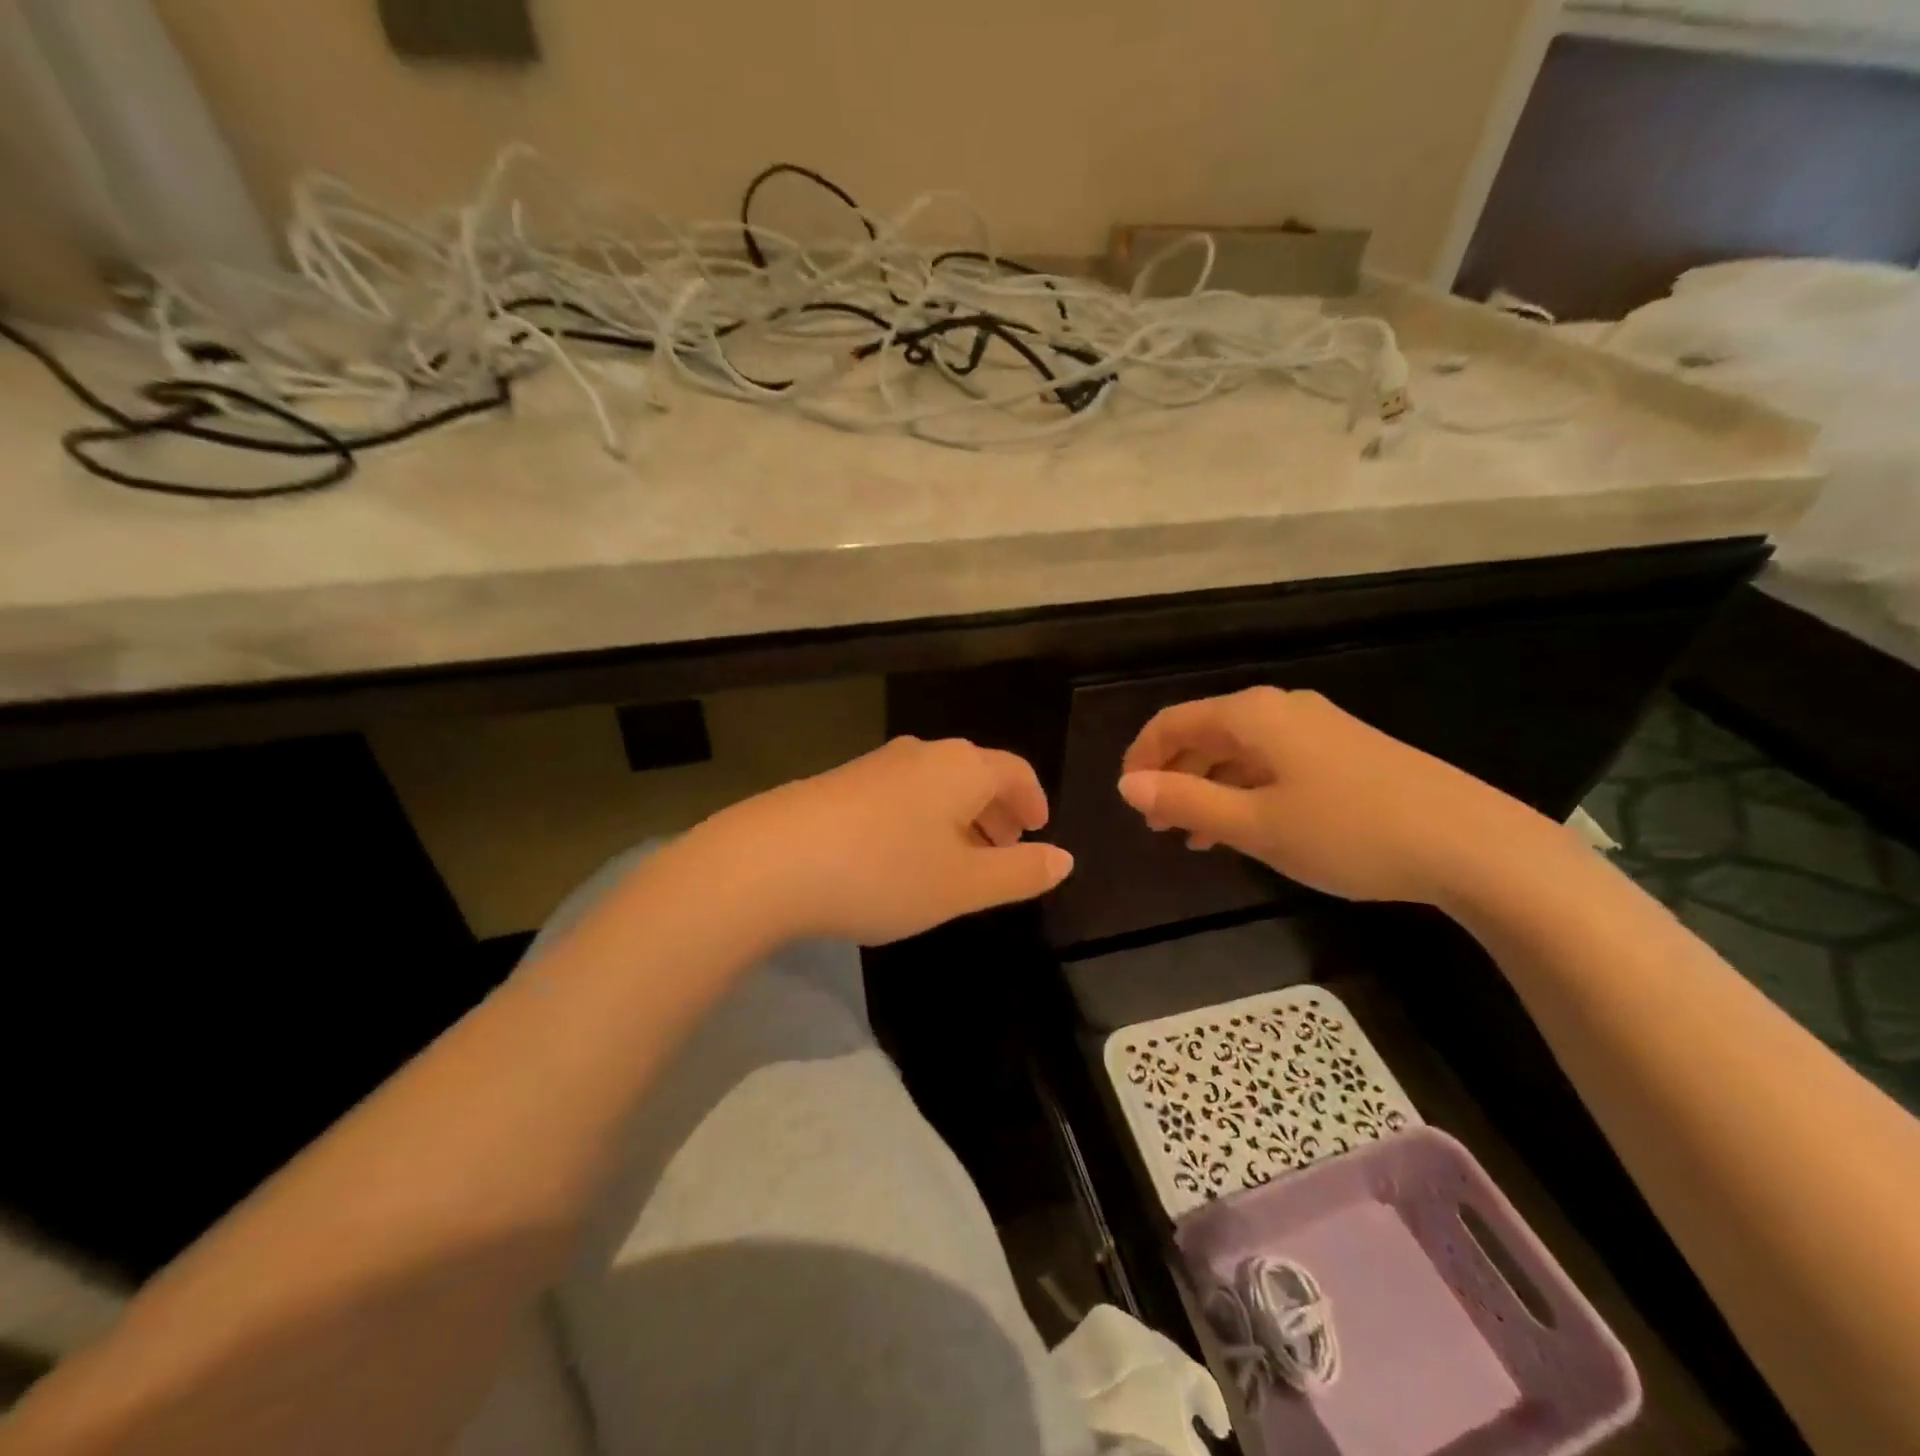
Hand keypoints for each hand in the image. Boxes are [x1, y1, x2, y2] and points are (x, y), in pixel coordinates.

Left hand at [685, 736, 1073, 945]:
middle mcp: (923, 754)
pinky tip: (902, 857)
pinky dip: (920, 820)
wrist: (772, 860)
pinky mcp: (841, 782)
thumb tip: (1064, 859)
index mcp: (962, 768)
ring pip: (936, 785)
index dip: (1034, 800)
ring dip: (958, 818)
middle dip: (997, 811)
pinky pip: (901, 795)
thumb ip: (1019, 873)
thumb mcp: (963, 885)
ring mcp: (877, 764)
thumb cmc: (885, 872)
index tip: (1039, 830)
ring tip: (957, 860)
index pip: (1016, 771)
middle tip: (1004, 849)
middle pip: (976, 774)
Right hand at [1117, 687, 1556, 904]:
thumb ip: (1185, 801)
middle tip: (1160, 826)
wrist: (1472, 844)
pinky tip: (1251, 826)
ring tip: (1198, 836)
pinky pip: (1275, 762)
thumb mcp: (1254, 824)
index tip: (1128, 799)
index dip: (1141, 758)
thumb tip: (1127, 784)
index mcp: (1252, 715)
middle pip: (1206, 732)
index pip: (1172, 722)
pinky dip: (1247, 789)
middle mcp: (1282, 708)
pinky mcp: (1347, 750)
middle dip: (1175, 776)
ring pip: (1241, 750)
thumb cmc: (1348, 832)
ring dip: (1210, 787)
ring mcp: (1319, 727)